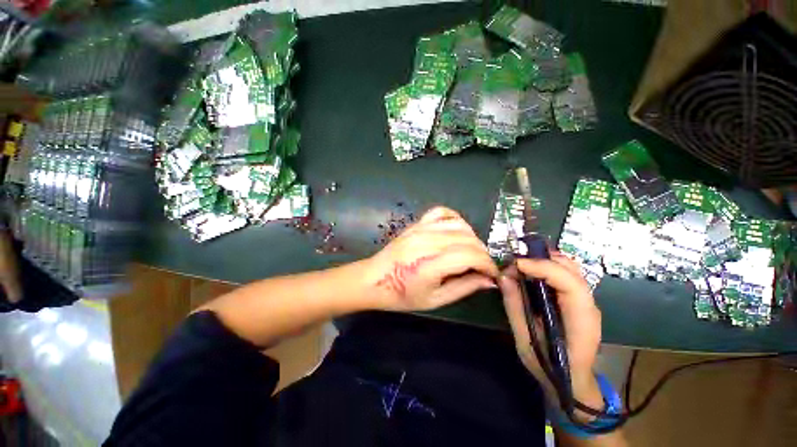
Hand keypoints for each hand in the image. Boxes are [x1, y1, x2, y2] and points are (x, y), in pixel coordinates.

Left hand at [367, 207, 498, 311]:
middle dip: (482, 253)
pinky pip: (442, 212)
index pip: (471, 255)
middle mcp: (428, 241)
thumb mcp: (435, 299)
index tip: (492, 274)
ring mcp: (421, 229)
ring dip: (472, 238)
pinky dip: (455, 219)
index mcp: (431, 264)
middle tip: (482, 267)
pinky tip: (457, 231)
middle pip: (468, 239)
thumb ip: (464, 287)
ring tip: (471, 252)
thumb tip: (488, 280)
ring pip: (459, 225)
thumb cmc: (402, 295)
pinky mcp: (417, 223)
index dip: (488, 264)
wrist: (374, 279)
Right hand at [498, 254, 603, 414]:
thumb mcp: (525, 340)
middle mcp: (588, 305)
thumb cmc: (549, 367)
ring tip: (520, 264)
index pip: (569, 282)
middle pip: (571, 269)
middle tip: (514, 262)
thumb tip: (503, 276)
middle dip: (541, 259)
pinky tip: (530, 271)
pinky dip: (546, 267)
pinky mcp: (577, 300)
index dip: (542, 267)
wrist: (572, 382)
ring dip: (543, 260)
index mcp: (580, 318)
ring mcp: (585, 301)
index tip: (515, 264)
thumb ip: (515, 307)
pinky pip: (564, 275)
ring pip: (569, 268)